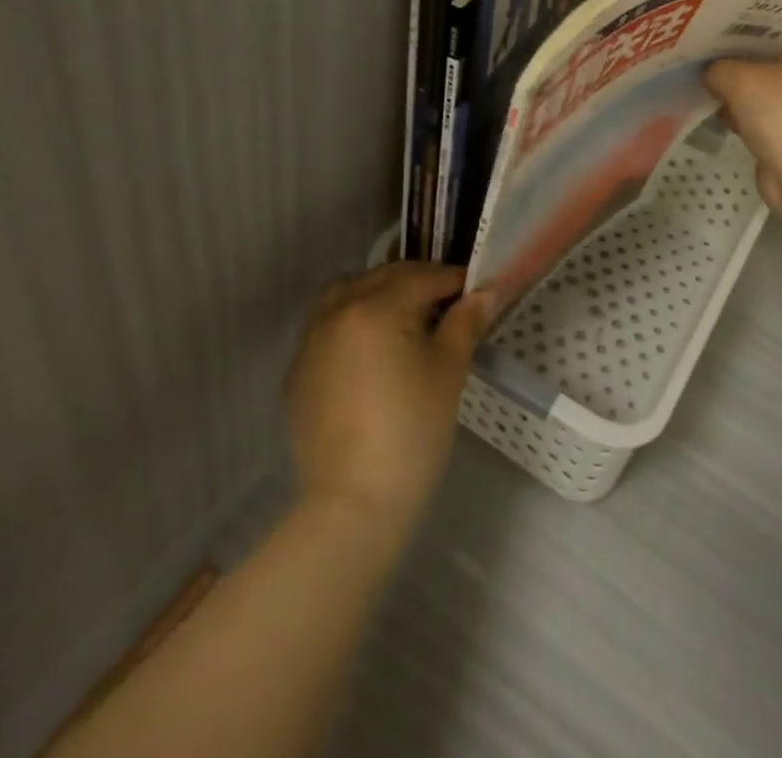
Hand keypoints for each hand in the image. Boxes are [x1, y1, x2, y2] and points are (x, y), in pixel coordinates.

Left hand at [285, 262, 492, 534]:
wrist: (354, 505)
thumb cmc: (413, 432)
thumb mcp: (449, 371)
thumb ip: (466, 322)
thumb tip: (484, 292)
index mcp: (376, 307)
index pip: (422, 277)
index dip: (453, 280)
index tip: (475, 290)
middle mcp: (337, 311)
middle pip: (382, 278)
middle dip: (417, 283)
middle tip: (446, 304)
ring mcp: (310, 341)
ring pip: (346, 294)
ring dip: (377, 294)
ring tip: (403, 320)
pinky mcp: (297, 372)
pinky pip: (326, 327)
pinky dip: (351, 323)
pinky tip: (370, 353)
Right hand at [703, 40, 781, 213]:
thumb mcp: (740, 78)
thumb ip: (718, 68)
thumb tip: (710, 74)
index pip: (772, 35)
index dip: (740, 32)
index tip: (709, 33)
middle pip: (763, 65)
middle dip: (732, 65)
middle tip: (698, 58)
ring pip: (758, 95)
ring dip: (733, 95)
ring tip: (700, 85)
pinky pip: (757, 120)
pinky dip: (739, 119)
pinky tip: (714, 115)